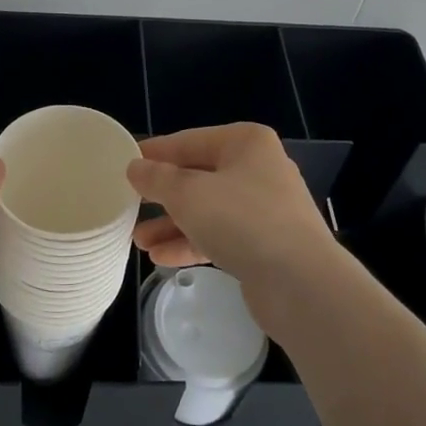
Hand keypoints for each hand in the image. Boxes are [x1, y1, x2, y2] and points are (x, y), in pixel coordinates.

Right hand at [127, 123, 338, 313]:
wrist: (302, 284)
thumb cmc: (242, 221)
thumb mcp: (189, 194)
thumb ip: (157, 178)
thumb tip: (135, 167)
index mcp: (245, 142)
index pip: (188, 141)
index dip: (154, 153)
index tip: (123, 165)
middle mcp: (257, 168)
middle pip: (198, 175)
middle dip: (162, 195)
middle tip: (128, 205)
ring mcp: (264, 208)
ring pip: (207, 209)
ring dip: (172, 223)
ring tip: (137, 241)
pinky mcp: (265, 243)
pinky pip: (220, 235)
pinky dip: (191, 242)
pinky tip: (160, 258)